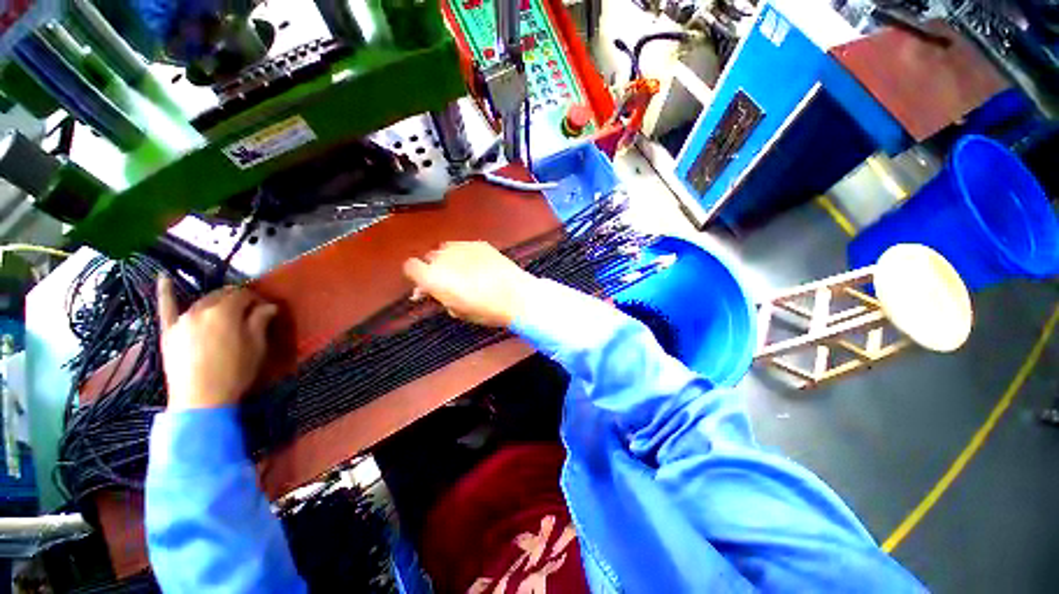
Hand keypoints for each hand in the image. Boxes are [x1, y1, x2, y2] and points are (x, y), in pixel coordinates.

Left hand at [157, 276, 278, 409]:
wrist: (200, 400)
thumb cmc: (235, 371)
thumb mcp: (257, 346)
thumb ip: (260, 321)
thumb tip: (269, 305)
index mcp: (225, 312)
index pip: (244, 295)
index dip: (257, 300)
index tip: (266, 310)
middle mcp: (201, 309)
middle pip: (222, 295)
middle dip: (238, 299)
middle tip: (250, 312)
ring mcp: (182, 320)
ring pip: (202, 302)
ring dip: (216, 302)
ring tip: (226, 311)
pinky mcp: (169, 331)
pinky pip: (166, 307)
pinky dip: (165, 292)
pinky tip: (164, 279)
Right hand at [403, 241, 535, 326]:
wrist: (518, 296)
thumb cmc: (486, 310)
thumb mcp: (458, 311)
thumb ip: (440, 298)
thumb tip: (430, 292)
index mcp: (434, 277)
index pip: (410, 267)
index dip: (417, 276)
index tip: (426, 286)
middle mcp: (444, 257)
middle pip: (429, 257)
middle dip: (434, 269)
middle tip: (448, 282)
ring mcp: (463, 247)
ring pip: (445, 249)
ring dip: (449, 260)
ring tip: (464, 272)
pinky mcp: (479, 243)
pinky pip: (463, 246)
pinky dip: (465, 255)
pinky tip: (477, 265)